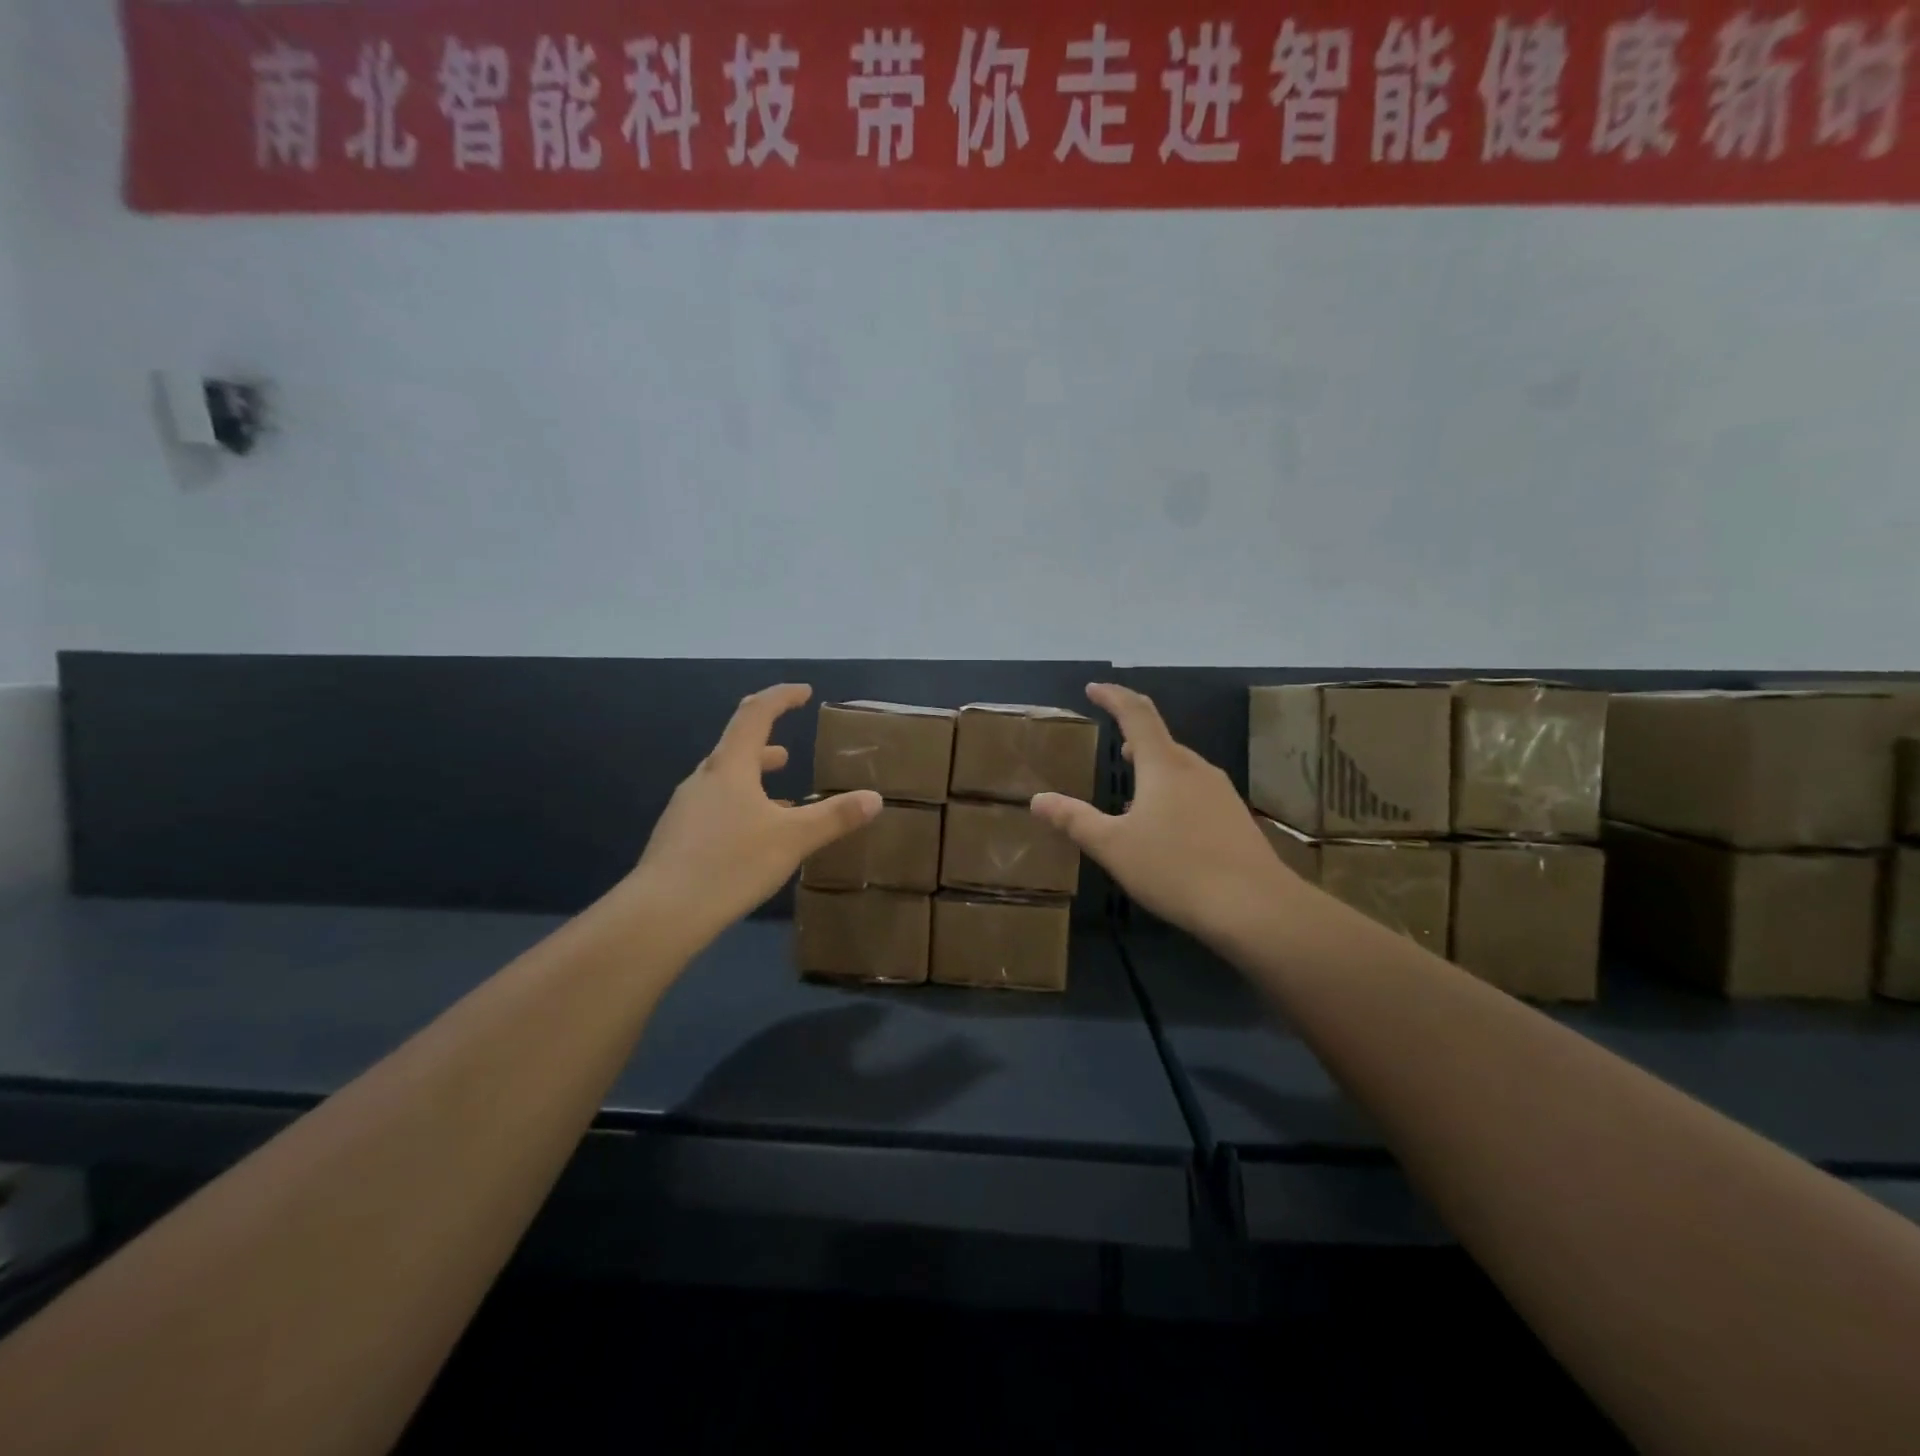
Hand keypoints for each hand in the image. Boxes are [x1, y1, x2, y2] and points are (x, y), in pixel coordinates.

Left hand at [631, 684, 880, 949]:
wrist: (661, 913)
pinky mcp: (678, 837)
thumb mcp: (793, 839)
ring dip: (754, 780)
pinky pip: (716, 808)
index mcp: (731, 767)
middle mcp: (704, 779)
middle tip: (789, 750)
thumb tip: (874, 798)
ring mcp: (686, 808)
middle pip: (736, 747)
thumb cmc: (731, 863)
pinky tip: (754, 837)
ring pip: (726, 781)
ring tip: (782, 796)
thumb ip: (835, 817)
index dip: (781, 697)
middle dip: (766, 744)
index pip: (756, 714)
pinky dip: (741, 807)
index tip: (804, 692)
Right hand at [1032, 683, 1302, 947]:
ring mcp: (1221, 793)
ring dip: (1154, 768)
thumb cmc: (1175, 868)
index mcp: (1164, 765)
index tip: (1093, 688)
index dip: (1113, 697)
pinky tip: (1166, 826)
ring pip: (1180, 768)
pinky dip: (1173, 793)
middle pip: (1161, 741)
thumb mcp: (1113, 847)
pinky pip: (1196, 792)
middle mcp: (1195, 769)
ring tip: (1134, 789)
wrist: (1255, 907)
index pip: (1136, 714)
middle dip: (1135, 737)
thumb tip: (1038, 800)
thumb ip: (1074, 820)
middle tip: (1114, 746)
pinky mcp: (1235, 818)